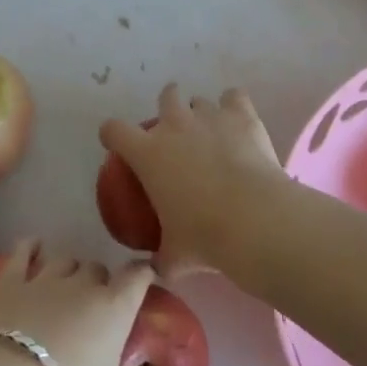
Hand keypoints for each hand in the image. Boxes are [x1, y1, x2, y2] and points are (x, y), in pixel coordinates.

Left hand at [0, 241, 168, 365]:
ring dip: (69, 270)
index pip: (138, 276)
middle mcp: (83, 285)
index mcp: (114, 309)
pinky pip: (22, 254)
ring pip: (64, 260)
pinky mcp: (10, 284)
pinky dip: (29, 248)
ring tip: (66, 288)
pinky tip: (32, 246)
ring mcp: (44, 280)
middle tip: (97, 308)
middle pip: (98, 269)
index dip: (144, 273)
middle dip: (101, 282)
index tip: (147, 278)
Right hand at [100, 84, 290, 275]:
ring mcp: (209, 115)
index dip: (113, 134)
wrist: (253, 218)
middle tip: (176, 134)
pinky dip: (234, 106)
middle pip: (165, 97)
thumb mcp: (173, 257)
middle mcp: (175, 125)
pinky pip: (234, 96)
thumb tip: (156, 269)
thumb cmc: (204, 237)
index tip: (118, 143)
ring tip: (213, 135)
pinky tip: (238, 121)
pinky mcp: (241, 114)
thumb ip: (161, 259)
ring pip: (199, 100)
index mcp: (148, 154)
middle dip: (168, 108)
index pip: (114, 130)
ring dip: (202, 114)